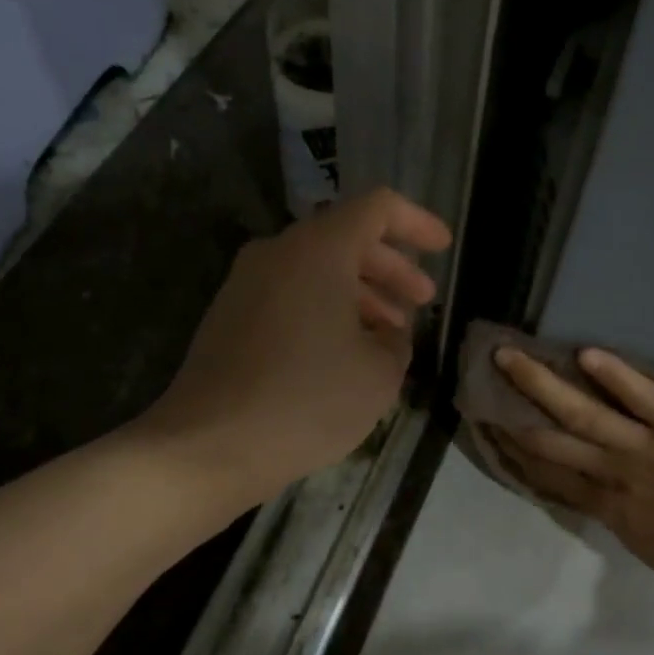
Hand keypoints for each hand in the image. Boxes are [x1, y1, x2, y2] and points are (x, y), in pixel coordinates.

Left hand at [149, 189, 451, 498]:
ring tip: (390, 334)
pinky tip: (346, 350)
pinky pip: (291, 294)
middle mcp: (277, 253)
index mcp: (318, 250)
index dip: (417, 223)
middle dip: (391, 267)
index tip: (444, 248)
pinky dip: (326, 309)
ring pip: (317, 269)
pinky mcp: (230, 316)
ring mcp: (246, 284)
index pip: (377, 208)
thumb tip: (386, 334)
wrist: (209, 446)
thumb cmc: (308, 400)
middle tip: (423, 300)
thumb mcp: (379, 373)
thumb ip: (396, 340)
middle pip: (346, 238)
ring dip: (360, 293)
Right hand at [491, 348, 653, 615]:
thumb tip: (594, 489)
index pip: (549, 475)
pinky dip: (615, 375)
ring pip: (584, 413)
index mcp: (607, 509)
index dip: (516, 452)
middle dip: (513, 414)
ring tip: (510, 358)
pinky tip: (586, 353)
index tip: (491, 428)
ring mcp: (647, 451)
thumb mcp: (648, 546)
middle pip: (551, 441)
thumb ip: (618, 512)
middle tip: (481, 388)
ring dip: (542, 384)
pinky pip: (644, 399)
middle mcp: (614, 476)